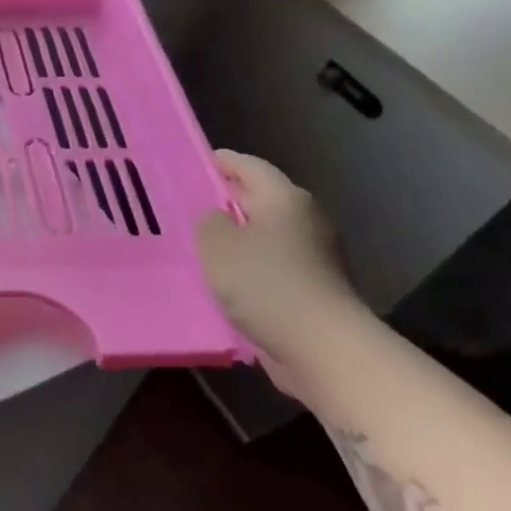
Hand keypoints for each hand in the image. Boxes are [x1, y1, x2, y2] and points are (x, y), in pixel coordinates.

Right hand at [197, 151, 360, 393]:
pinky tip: (224, 279)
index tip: (191, 165)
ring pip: (265, 234)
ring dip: (236, 237)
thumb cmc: (265, 283)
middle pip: (259, 198)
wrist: (323, 348)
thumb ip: (208, 220)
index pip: (248, 165)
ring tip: (199, 245)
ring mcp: (314, 255)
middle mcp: (305, 219)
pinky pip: (272, 265)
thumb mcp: (216, 243)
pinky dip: (249, 266)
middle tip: (187, 206)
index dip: (219, 162)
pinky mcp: (314, 287)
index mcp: (285, 198)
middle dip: (225, 200)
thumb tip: (216, 218)